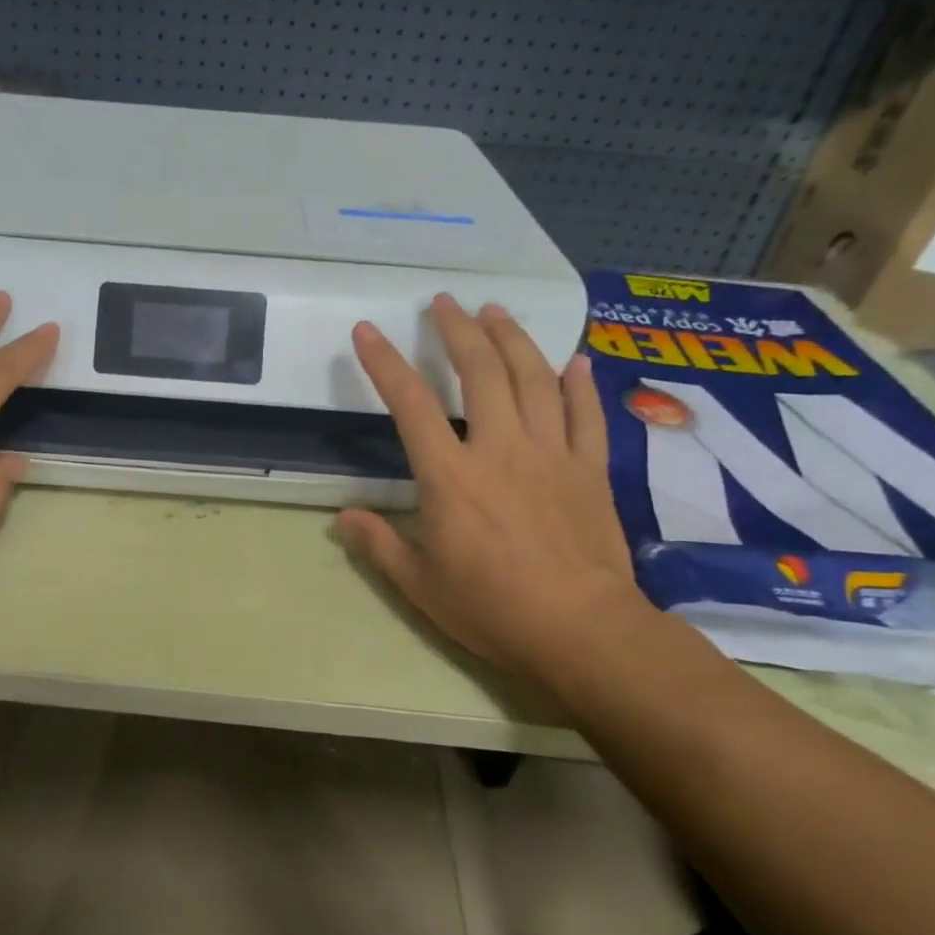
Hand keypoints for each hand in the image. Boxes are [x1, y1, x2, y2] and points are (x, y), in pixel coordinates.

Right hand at [336, 294, 649, 682]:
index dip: (385, 362)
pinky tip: (573, 360)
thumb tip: (343, 517)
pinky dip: (579, 384)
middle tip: (445, 302)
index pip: (411, 403)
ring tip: (496, 311)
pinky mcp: (591, 470)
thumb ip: (377, 544)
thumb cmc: (492, 608)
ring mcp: (552, 454)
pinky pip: (586, 415)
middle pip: (480, 372)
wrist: (583, 632)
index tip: (367, 330)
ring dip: (513, 339)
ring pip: (534, 379)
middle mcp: (500, 449)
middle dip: (458, 330)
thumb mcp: (419, 584)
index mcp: (451, 476)